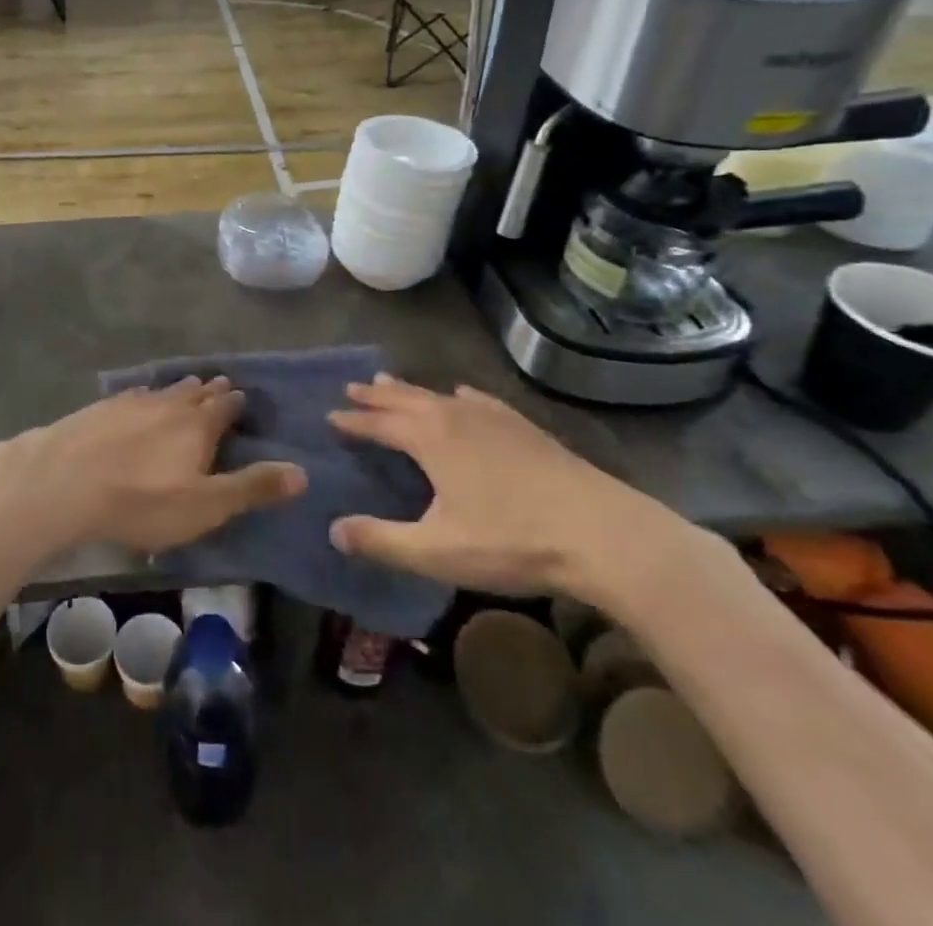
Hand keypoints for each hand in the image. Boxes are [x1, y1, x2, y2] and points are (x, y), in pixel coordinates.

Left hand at [0, 376, 305, 555]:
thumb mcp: (206, 506)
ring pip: (163, 390)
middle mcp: (168, 403)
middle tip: (220, 384)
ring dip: (179, 389)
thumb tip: (303, 471)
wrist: (65, 482)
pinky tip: (138, 397)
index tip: (243, 397)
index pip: (225, 407)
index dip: (236, 403)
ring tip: (187, 386)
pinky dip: (144, 395)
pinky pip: (132, 395)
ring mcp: (131, 402)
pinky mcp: (100, 408)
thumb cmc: (143, 501)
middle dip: (210, 390)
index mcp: (198, 425)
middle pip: (195, 392)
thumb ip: (252, 488)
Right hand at [327, 375, 699, 602]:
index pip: (379, 424)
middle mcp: (456, 416)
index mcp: (430, 439)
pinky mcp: (523, 427)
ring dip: (409, 390)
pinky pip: (478, 399)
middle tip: (351, 388)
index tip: (329, 416)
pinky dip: (460, 395)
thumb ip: (382, 541)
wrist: (602, 533)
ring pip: (439, 395)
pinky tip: (463, 393)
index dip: (353, 422)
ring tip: (389, 381)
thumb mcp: (437, 551)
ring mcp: (493, 418)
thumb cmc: (512, 541)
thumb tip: (333, 531)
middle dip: (375, 396)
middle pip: (405, 399)